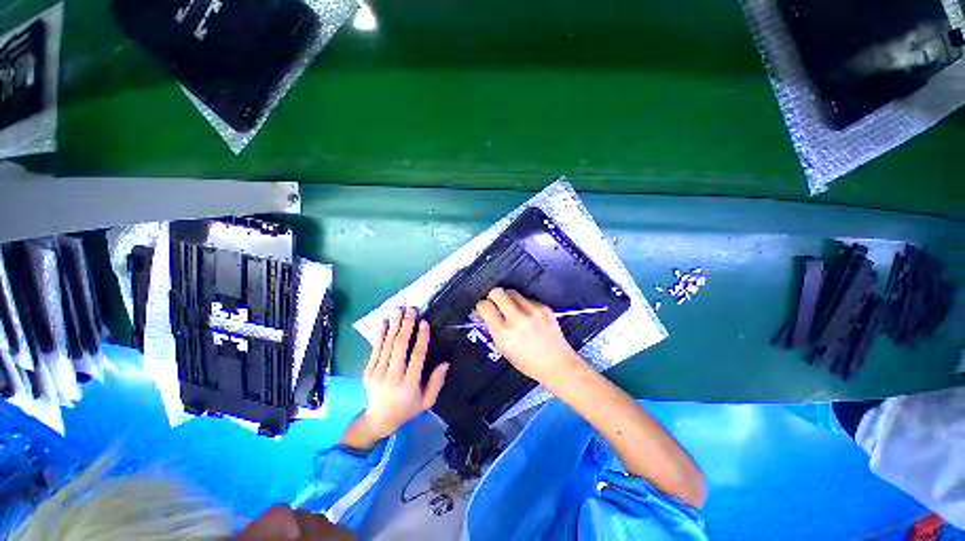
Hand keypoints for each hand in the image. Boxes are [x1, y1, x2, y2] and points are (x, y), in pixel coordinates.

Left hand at [361, 307, 448, 439]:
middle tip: (411, 310)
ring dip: (393, 326)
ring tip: (397, 310)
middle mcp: (392, 378)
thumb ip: (436, 383)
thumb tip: (445, 363)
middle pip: (400, 347)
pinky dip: (379, 336)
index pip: (417, 357)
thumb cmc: (407, 408)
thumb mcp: (427, 401)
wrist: (378, 420)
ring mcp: (377, 374)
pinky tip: (384, 323)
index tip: (424, 323)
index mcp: (408, 386)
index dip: (421, 339)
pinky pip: (375, 351)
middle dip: (406, 326)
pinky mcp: (367, 372)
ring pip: (387, 346)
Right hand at [475, 288, 583, 387]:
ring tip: (512, 311)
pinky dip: (524, 305)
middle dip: (492, 297)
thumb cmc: (528, 362)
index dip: (481, 306)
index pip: (485, 306)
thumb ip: (493, 330)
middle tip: (495, 304)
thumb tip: (484, 315)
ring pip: (512, 292)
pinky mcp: (544, 307)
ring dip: (508, 299)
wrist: (558, 364)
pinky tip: (529, 317)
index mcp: (504, 333)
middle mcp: (517, 319)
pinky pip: (527, 299)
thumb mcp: (504, 350)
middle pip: (497, 292)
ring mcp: (533, 311)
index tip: (483, 310)